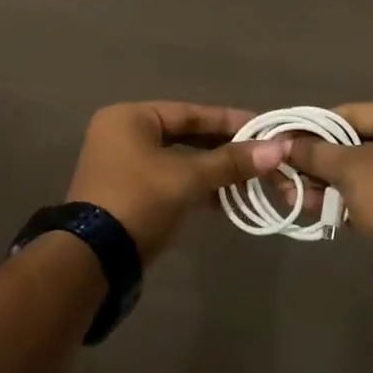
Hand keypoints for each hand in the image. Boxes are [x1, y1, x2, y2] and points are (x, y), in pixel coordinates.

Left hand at [66, 102, 292, 261]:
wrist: (93, 259)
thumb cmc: (139, 201)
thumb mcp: (188, 178)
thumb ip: (231, 162)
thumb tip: (278, 149)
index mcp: (130, 118)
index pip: (190, 113)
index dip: (229, 121)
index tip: (264, 127)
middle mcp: (122, 134)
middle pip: (185, 135)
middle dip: (224, 148)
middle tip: (261, 155)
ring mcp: (122, 165)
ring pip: (179, 160)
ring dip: (213, 170)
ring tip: (249, 179)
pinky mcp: (127, 193)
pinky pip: (170, 180)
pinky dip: (196, 186)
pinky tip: (225, 199)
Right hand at [283, 102, 372, 248]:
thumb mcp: (349, 167)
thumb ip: (313, 152)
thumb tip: (282, 144)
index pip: (351, 113)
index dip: (312, 128)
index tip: (283, 140)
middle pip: (354, 143)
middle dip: (317, 162)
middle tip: (284, 173)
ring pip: (361, 171)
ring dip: (325, 183)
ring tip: (291, 195)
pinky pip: (372, 192)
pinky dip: (345, 198)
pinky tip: (314, 208)